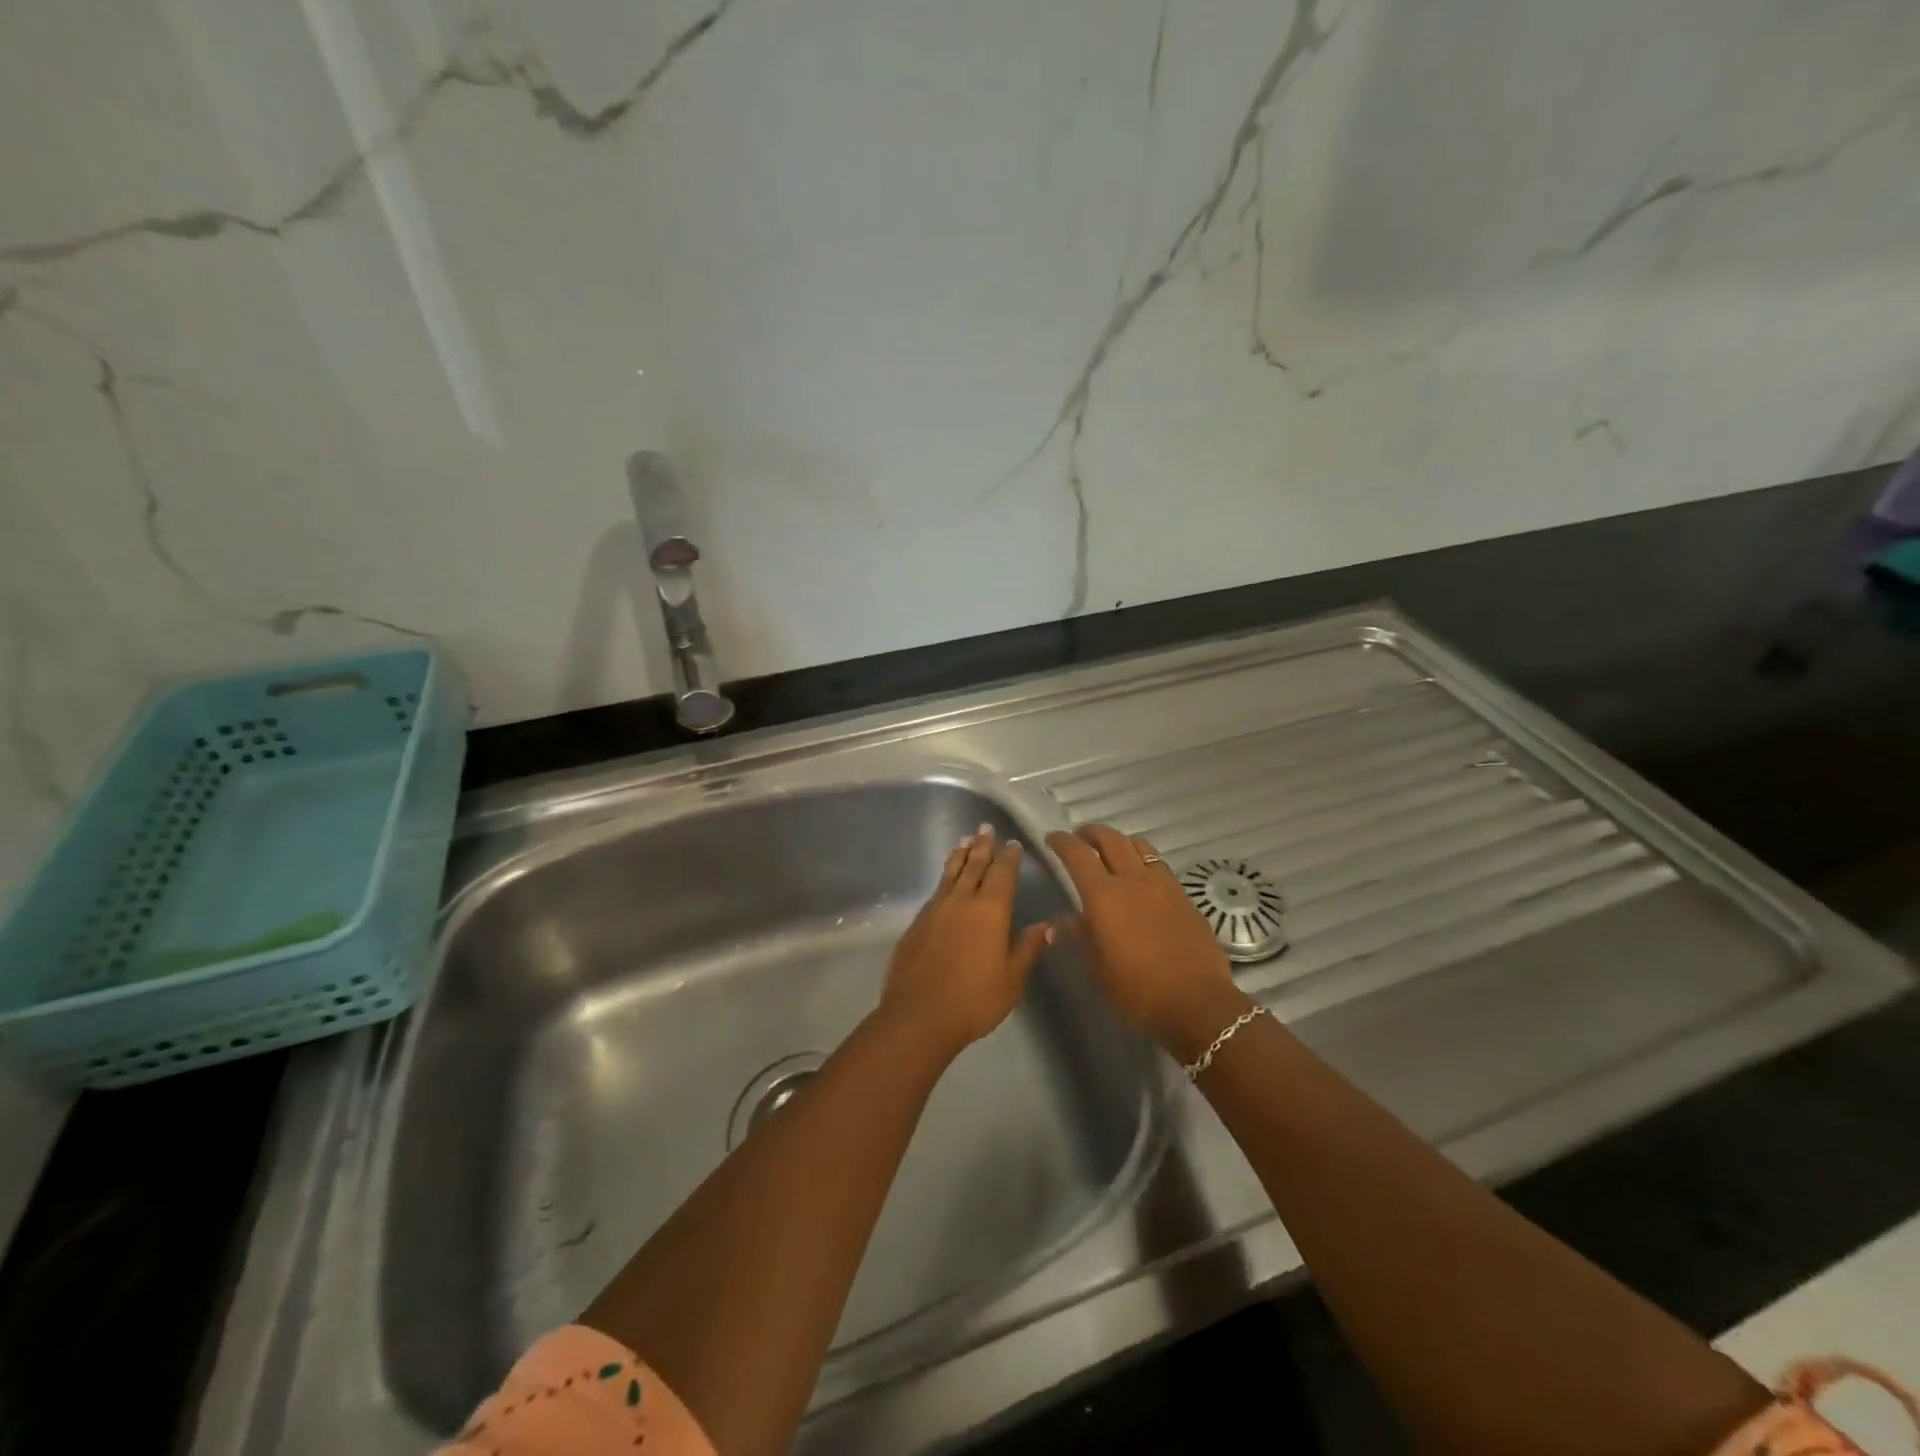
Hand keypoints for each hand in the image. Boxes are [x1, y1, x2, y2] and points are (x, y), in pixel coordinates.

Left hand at [880, 826, 1048, 1055]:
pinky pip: (936, 890)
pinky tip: (945, 881)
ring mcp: (935, 909)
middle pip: (974, 865)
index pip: (1002, 873)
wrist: (919, 1014)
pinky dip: (944, 877)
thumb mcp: (1012, 977)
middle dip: (982, 846)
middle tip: (985, 828)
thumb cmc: (974, 998)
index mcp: (990, 909)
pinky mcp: (917, 923)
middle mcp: (962, 900)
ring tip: (964, 840)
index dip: (1009, 857)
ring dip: (960, 855)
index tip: (1012, 843)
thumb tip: (1048, 925)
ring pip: (950, 873)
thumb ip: (1028, 947)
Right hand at [1045, 825, 1245, 1053]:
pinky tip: (1142, 878)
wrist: (1197, 1003)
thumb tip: (1060, 923)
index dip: (1062, 842)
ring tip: (1113, 851)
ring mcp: (1163, 885)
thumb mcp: (1097, 968)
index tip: (1053, 838)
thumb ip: (1079, 937)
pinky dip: (1144, 861)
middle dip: (1091, 833)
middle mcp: (1133, 880)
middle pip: (1111, 839)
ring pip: (1140, 846)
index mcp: (1103, 895)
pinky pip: (1159, 865)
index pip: (1077, 855)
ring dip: (1121, 842)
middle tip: (1080, 837)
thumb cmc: (1137, 990)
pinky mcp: (1184, 896)